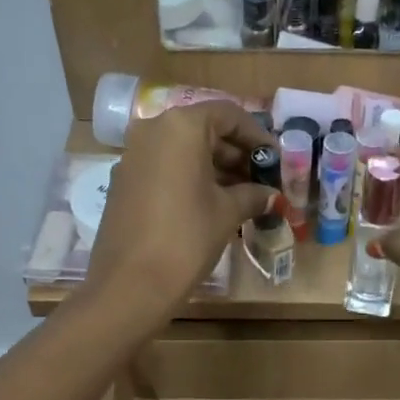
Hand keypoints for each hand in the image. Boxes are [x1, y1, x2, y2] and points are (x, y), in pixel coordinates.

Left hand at [86, 100, 274, 318]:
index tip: (275, 160)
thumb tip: (271, 195)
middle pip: (203, 130)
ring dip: (215, 168)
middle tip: (262, 180)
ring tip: (243, 196)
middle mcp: (152, 131)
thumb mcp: (227, 213)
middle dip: (235, 153)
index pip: (228, 115)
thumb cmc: (187, 238)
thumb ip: (252, 195)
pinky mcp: (124, 182)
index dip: (256, 136)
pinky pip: (165, 169)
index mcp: (181, 127)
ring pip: (183, 151)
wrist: (130, 284)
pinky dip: (190, 179)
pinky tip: (211, 205)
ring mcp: (133, 156)